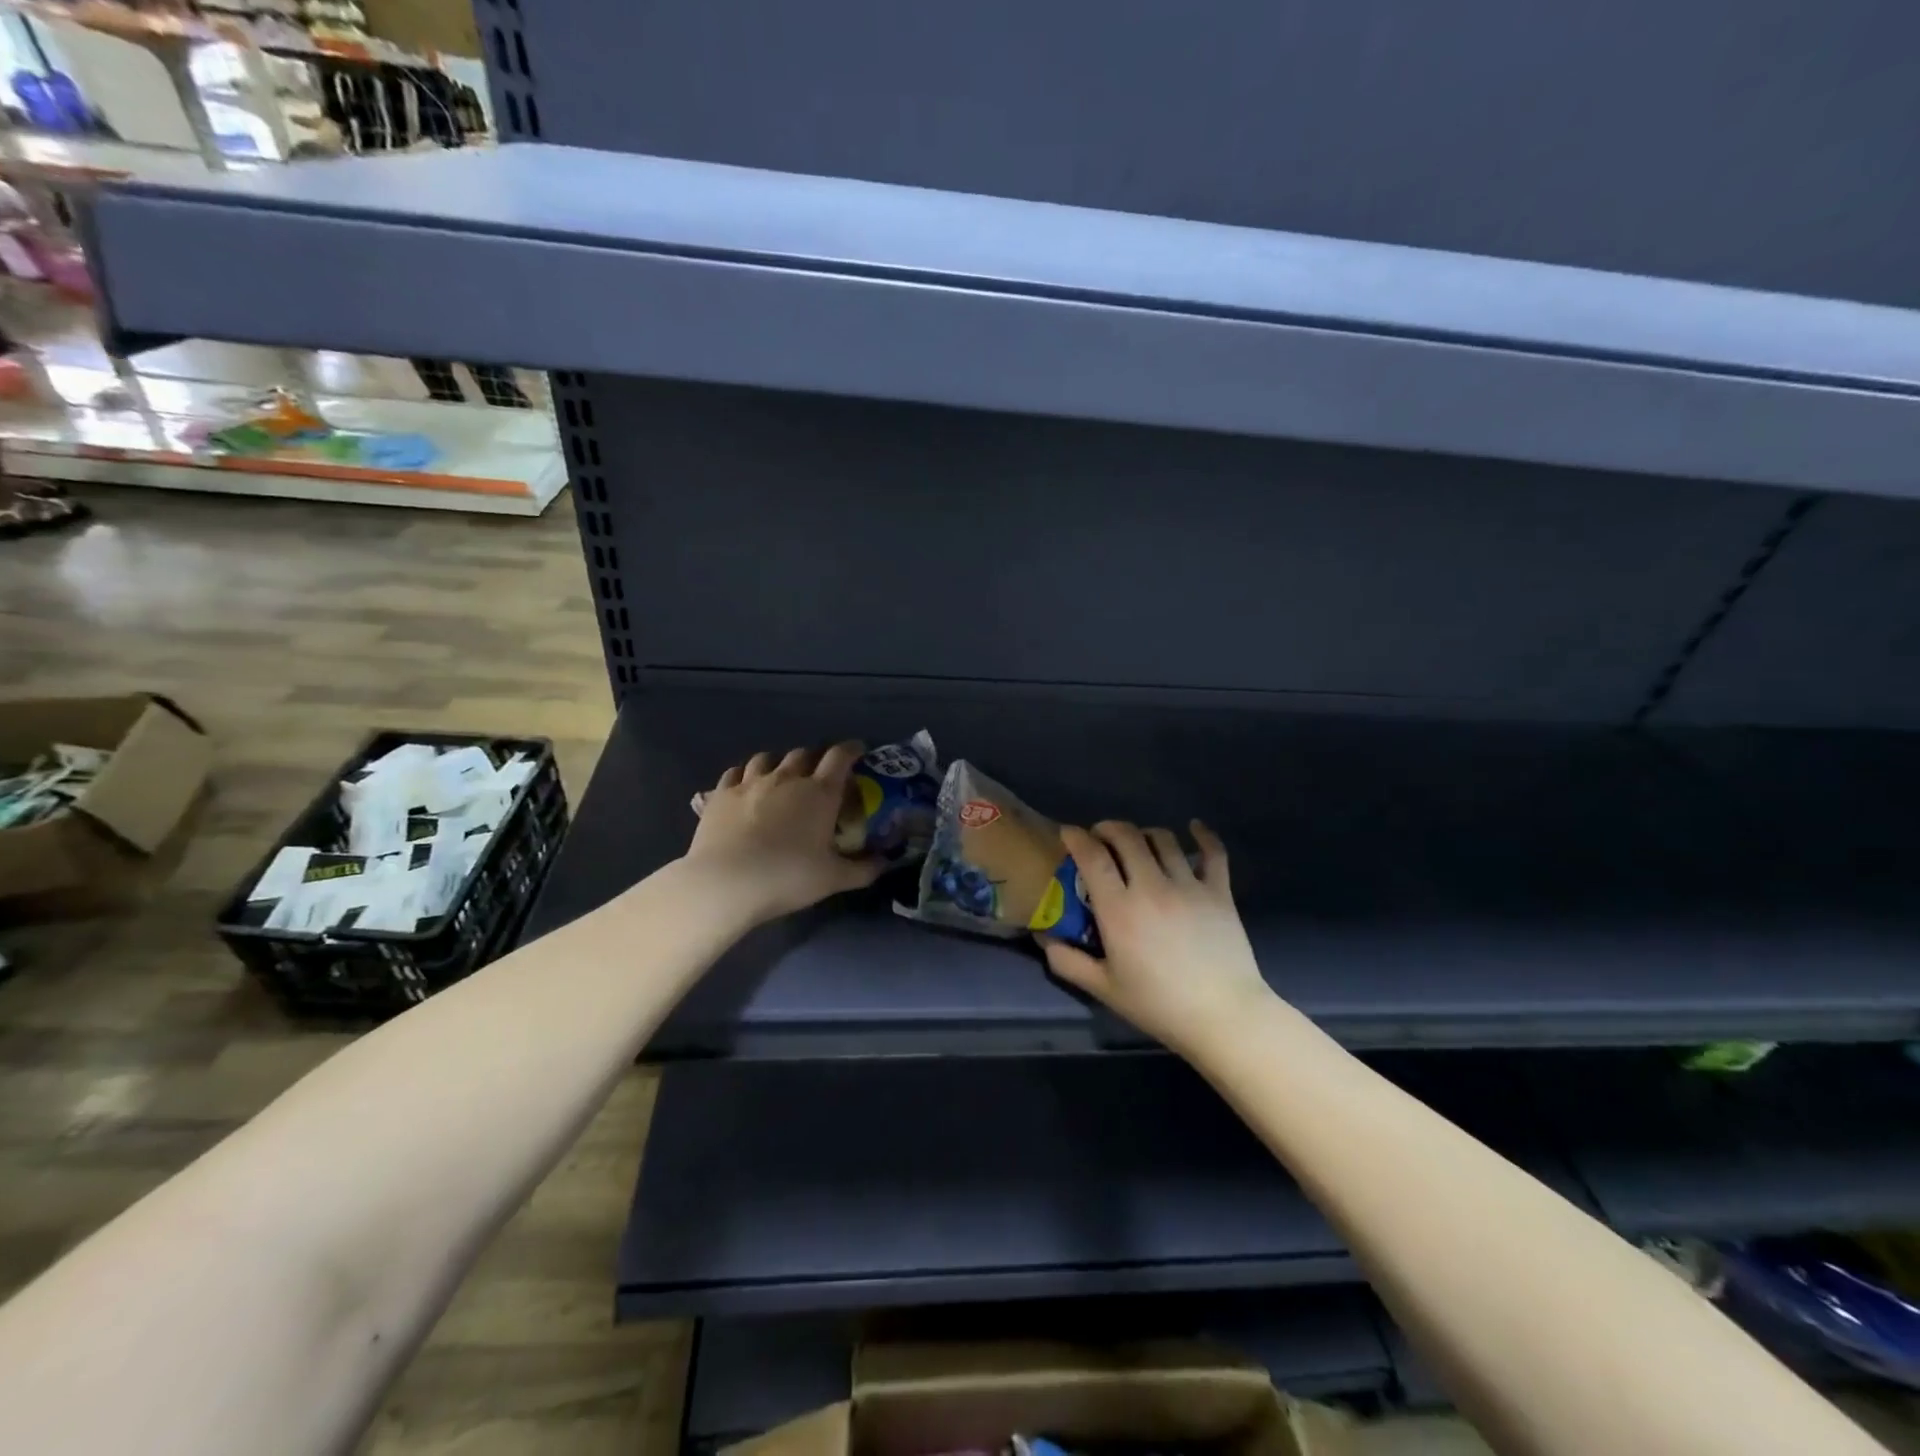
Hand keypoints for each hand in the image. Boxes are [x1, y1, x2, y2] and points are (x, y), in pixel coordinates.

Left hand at [684, 743, 882, 921]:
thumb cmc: (788, 877)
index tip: (858, 751)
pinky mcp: (721, 794)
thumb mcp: (834, 879)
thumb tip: (885, 862)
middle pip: (804, 754)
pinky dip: (745, 775)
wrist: (726, 883)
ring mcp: (750, 783)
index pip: (840, 756)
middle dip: (815, 759)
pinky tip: (745, 787)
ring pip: (768, 758)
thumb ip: (864, 869)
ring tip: (781, 776)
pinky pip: (735, 772)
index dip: (851, 749)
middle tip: (819, 774)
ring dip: (779, 763)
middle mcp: (787, 778)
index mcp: (820, 792)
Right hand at [1042, 820, 1272, 1059]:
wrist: (1223, 1016)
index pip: (1093, 857)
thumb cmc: (1159, 1005)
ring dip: (1145, 833)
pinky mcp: (1219, 891)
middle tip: (1101, 836)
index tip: (1069, 833)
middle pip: (1127, 837)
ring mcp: (1189, 885)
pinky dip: (1203, 835)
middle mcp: (1151, 886)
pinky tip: (1194, 827)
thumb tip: (1045, 939)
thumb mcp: (1104, 989)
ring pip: (1164, 839)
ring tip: (1138, 842)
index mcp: (1119, 909)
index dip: (1077, 838)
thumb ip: (1069, 962)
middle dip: (1108, 828)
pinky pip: (1213, 852)